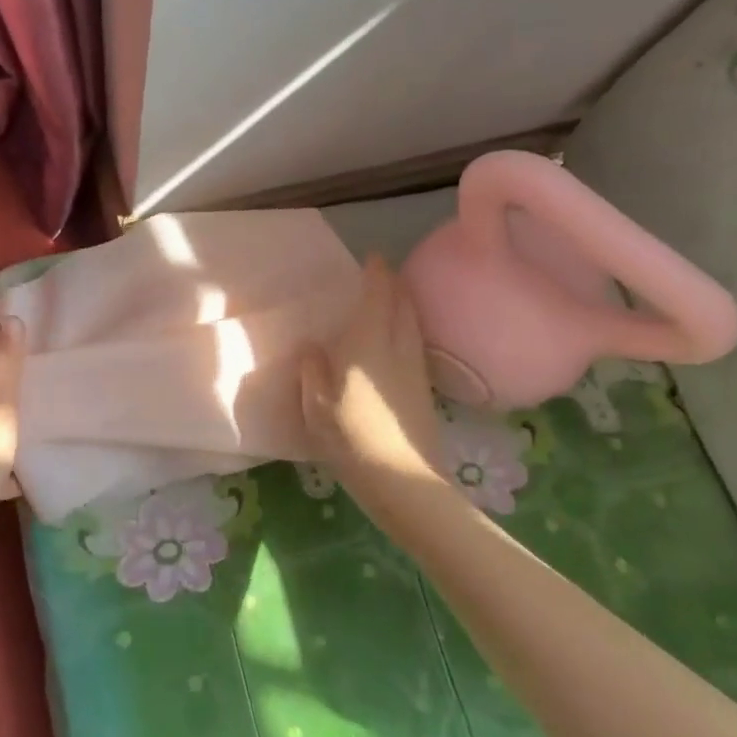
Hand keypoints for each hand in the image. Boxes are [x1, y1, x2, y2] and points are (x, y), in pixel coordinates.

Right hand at [300, 256, 443, 508]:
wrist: (402, 478)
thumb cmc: (351, 436)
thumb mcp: (315, 403)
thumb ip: (313, 369)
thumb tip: (313, 347)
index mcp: (369, 342)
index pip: (380, 294)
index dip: (377, 272)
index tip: (372, 257)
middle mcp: (398, 346)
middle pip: (403, 304)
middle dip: (393, 285)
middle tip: (379, 276)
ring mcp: (416, 368)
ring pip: (412, 323)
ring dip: (403, 305)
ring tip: (387, 303)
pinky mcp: (424, 389)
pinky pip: (414, 343)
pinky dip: (406, 329)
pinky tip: (394, 343)